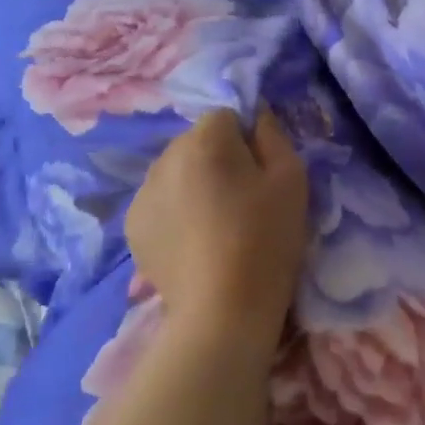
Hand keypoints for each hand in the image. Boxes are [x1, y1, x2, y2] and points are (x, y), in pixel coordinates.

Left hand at [123, 107, 308, 355]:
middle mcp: (165, 157)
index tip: (261, 175)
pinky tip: (195, 244)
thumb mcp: (292, 181)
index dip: (248, 141)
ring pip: (176, 173)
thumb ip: (274, 136)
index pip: (226, 116)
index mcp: (205, 140)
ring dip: (194, 186)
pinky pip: (160, 203)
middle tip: (242, 202)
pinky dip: (176, 213)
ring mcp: (142, 193)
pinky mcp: (132, 226)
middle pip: (197, 143)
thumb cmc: (266, 239)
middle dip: (218, 161)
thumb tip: (257, 115)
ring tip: (216, 226)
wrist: (223, 309)